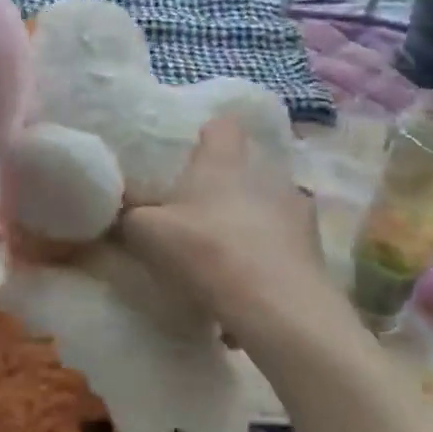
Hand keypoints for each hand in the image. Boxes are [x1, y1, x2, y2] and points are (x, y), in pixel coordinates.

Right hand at [120, 118, 336, 342]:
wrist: (275, 305)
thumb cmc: (206, 250)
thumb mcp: (146, 232)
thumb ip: (129, 215)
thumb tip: (118, 208)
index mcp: (224, 161)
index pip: (222, 126)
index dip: (208, 138)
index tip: (192, 157)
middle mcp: (266, 174)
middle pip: (247, 167)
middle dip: (227, 187)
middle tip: (200, 214)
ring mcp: (296, 210)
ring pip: (269, 206)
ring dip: (251, 224)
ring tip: (228, 257)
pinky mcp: (314, 248)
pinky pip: (284, 246)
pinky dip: (268, 260)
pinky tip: (249, 289)